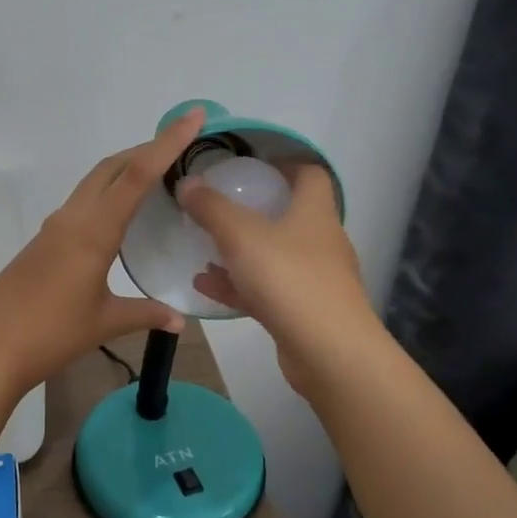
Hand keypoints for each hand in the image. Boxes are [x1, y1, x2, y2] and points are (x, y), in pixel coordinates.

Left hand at [0, 107, 207, 395]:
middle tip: (181, 146)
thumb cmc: (50, 333)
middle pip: (112, 167)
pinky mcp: (44, 240)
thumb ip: (145, 314)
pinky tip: (121, 214)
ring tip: (158, 175)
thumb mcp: (105, 322)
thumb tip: (180, 322)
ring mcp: (55, 227)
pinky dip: (108, 193)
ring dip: (125, 170)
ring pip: (94, 182)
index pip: (136, 175)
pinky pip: (83, 202)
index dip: (167, 143)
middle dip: (147, 149)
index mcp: (93, 231)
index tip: (192, 117)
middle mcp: (73, 218)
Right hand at [177, 163, 375, 392]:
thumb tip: (187, 182)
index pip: (310, 175)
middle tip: (219, 208)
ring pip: (274, 256)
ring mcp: (315, 279)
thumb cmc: (289, 279)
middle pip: (290, 216)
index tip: (251, 166)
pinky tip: (205, 286)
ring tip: (203, 250)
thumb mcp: (241, 235)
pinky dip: (238, 285)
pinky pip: (266, 290)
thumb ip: (211, 208)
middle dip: (255, 211)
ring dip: (241, 252)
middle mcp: (321, 242)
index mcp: (315, 213)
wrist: (329, 352)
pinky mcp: (304, 312)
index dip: (284, 165)